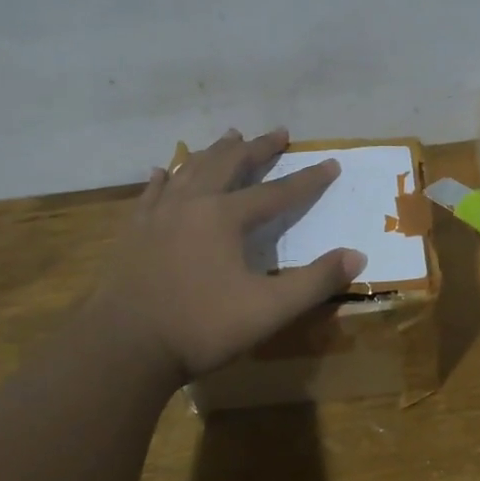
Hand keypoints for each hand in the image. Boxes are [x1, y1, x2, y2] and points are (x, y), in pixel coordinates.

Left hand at [95, 128, 365, 385]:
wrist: (122, 348)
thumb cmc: (200, 327)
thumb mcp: (269, 310)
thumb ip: (315, 282)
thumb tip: (357, 256)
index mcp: (225, 217)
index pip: (277, 192)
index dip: (308, 179)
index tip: (331, 163)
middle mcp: (192, 204)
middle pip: (230, 164)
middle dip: (258, 148)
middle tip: (278, 133)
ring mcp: (157, 215)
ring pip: (190, 170)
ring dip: (215, 151)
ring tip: (230, 136)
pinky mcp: (133, 232)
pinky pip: (151, 192)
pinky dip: (165, 177)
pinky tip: (164, 170)